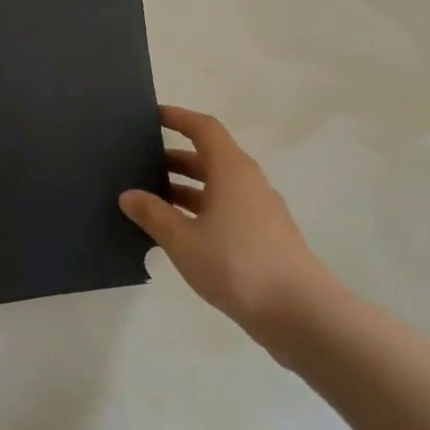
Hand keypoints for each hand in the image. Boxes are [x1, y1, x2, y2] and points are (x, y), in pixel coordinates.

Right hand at [120, 106, 334, 355]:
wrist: (300, 313)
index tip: (152, 116)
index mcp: (231, 170)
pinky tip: (177, 233)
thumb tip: (128, 195)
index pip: (203, 128)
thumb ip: (153, 214)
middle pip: (209, 158)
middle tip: (139, 164)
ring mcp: (260, 211)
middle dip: (174, 158)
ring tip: (150, 200)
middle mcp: (248, 182)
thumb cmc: (237, 264)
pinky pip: (226, 210)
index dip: (177, 118)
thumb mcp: (183, 239)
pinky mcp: (265, 237)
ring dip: (185, 188)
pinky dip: (200, 211)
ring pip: (217, 187)